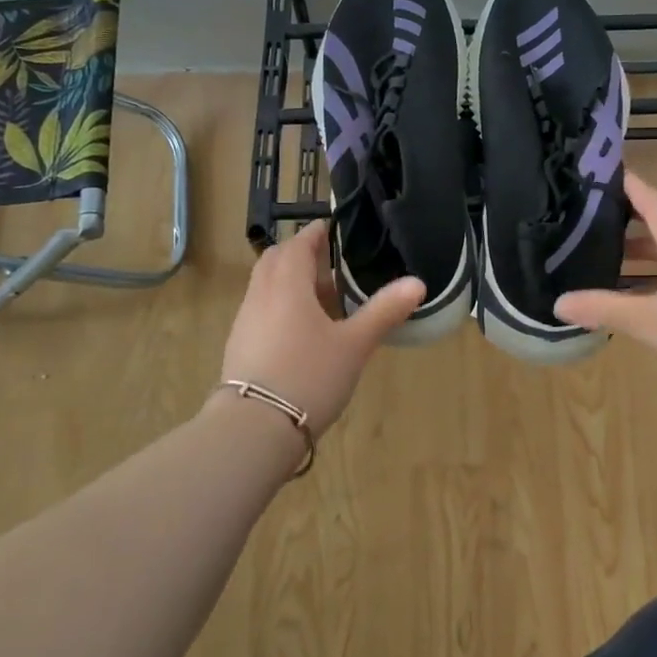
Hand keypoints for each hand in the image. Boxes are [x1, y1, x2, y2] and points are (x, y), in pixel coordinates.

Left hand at [219, 220, 424, 434]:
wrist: (254, 428)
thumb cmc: (309, 376)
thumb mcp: (354, 345)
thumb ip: (384, 311)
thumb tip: (417, 282)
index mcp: (288, 284)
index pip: (300, 243)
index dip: (316, 233)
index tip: (333, 228)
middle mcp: (261, 294)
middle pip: (277, 259)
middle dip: (300, 253)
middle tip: (329, 261)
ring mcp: (245, 320)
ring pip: (266, 285)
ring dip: (290, 280)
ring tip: (321, 297)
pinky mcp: (239, 345)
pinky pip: (261, 309)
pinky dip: (280, 304)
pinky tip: (301, 330)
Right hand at [557, 171, 656, 388]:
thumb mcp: (650, 322)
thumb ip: (604, 309)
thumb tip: (557, 303)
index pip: (647, 196)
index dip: (622, 183)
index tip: (594, 174)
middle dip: (630, 213)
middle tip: (594, 216)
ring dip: (647, 244)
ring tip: (613, 254)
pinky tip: (651, 289)